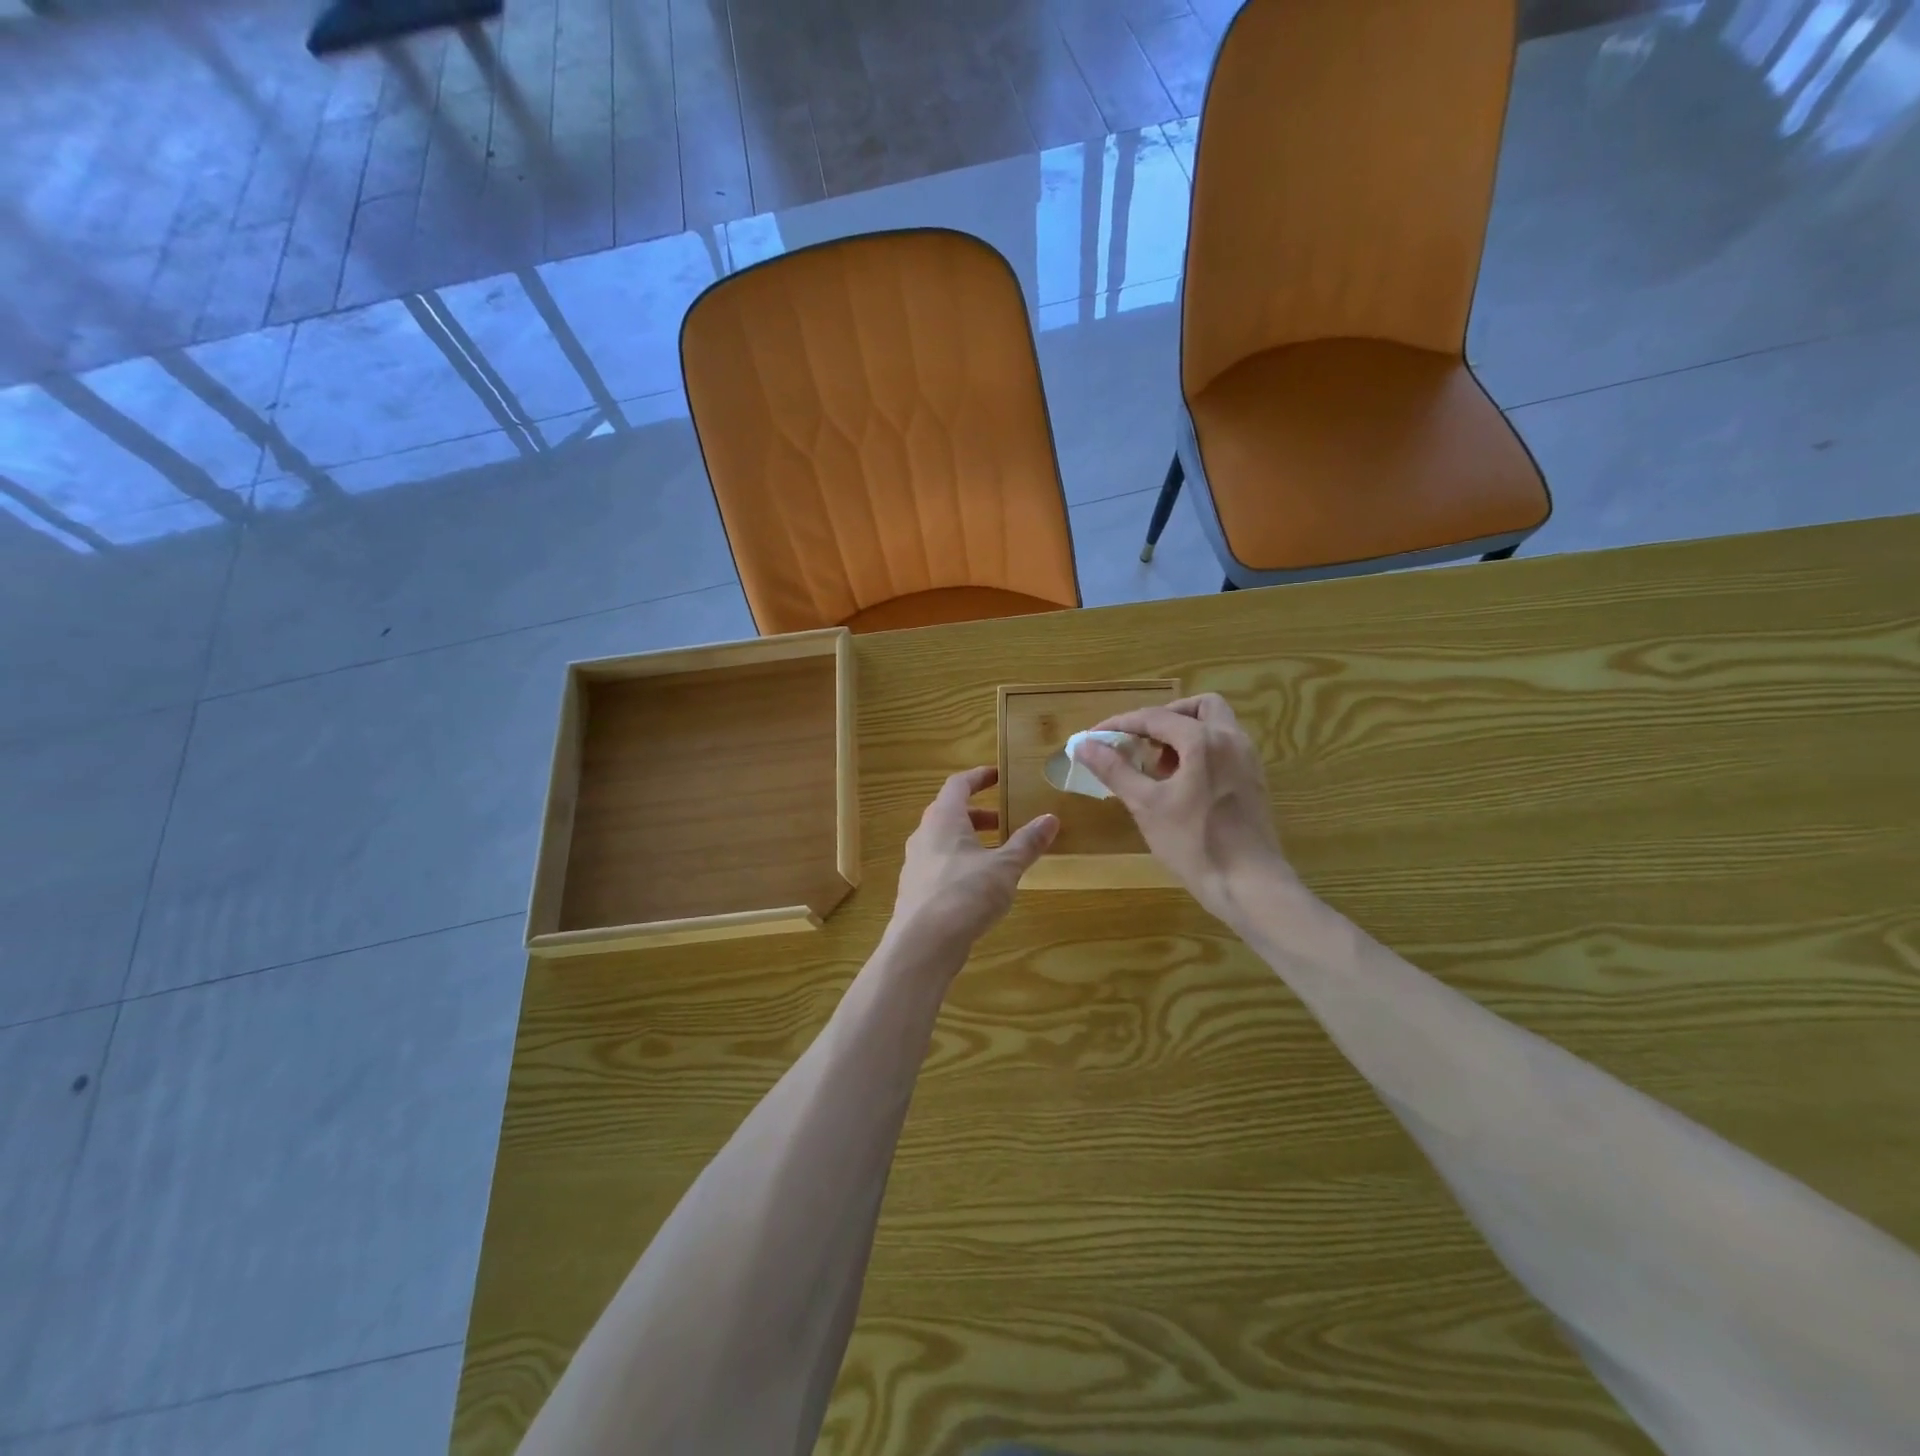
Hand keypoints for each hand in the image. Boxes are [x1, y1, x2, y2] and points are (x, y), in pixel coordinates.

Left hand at [888, 767, 1058, 962]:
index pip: (958, 784)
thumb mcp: (1004, 867)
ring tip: (999, 855)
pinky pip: (941, 865)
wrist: (922, 944)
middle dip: (979, 814)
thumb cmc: (964, 894)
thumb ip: (1027, 843)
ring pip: (945, 841)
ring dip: (971, 841)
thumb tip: (1051, 819)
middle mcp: (924, 835)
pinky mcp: (916, 890)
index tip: (998, 776)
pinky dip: (961, 863)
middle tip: (1006, 821)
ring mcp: (916, 864)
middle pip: (950, 813)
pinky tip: (980, 885)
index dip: (979, 777)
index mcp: (942, 819)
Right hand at [1075, 693, 1292, 924]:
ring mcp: (1247, 760)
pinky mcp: (1253, 780)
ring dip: (1183, 734)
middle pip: (1197, 707)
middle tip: (1138, 743)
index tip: (1093, 738)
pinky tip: (1180, 784)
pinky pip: (1224, 748)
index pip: (1154, 717)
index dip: (1119, 724)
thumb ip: (1114, 770)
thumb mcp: (1146, 805)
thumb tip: (1083, 745)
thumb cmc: (1194, 844)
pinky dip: (1200, 751)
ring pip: (1214, 726)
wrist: (1250, 885)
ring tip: (1157, 767)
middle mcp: (1231, 740)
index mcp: (1204, 740)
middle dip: (1163, 718)